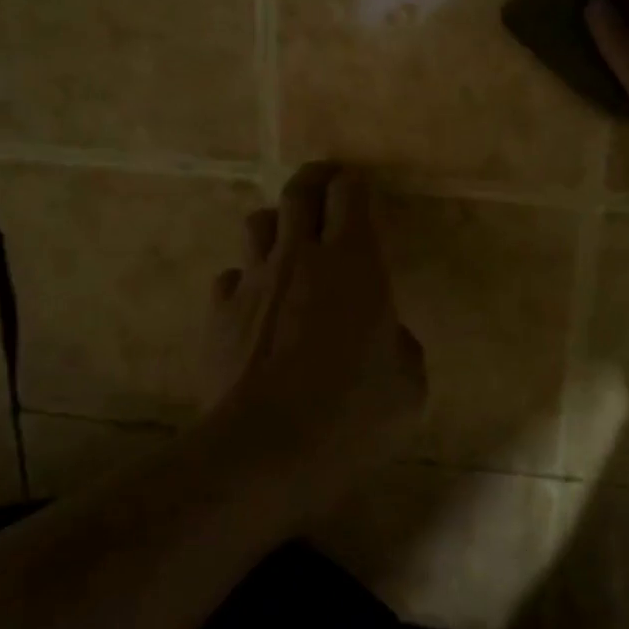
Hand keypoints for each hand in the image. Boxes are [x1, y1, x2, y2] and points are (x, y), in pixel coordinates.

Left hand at [200, 162, 426, 507]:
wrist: (266, 449)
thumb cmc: (352, 412)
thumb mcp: (408, 386)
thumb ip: (401, 347)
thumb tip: (387, 337)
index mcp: (355, 261)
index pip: (351, 192)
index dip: (356, 182)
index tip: (361, 185)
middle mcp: (301, 257)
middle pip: (299, 191)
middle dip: (315, 179)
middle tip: (327, 183)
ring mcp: (255, 281)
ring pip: (257, 223)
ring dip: (276, 224)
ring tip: (289, 242)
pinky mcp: (220, 313)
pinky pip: (231, 278)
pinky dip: (245, 281)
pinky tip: (255, 306)